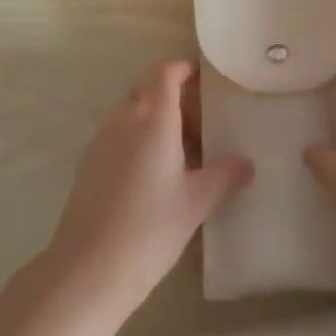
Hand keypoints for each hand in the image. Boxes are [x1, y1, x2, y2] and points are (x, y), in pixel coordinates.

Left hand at [45, 61, 250, 314]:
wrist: (90, 266)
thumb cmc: (151, 227)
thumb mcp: (196, 202)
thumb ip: (224, 176)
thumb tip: (246, 164)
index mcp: (153, 119)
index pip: (165, 73)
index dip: (184, 69)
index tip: (205, 80)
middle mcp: (124, 120)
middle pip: (148, 90)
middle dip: (175, 99)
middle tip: (203, 126)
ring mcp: (101, 140)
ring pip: (132, 113)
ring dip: (157, 121)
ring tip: (185, 155)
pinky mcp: (89, 163)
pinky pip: (119, 135)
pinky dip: (140, 140)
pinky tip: (157, 176)